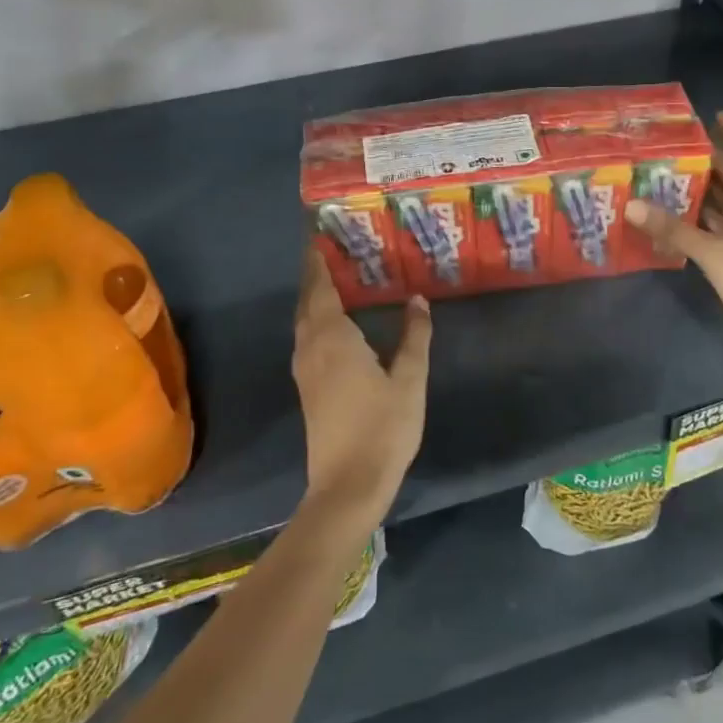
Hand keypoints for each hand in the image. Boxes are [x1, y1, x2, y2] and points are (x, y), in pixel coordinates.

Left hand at [291, 249, 431, 523]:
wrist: (348, 485)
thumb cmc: (383, 429)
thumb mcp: (409, 380)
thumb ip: (414, 336)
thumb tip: (417, 300)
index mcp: (333, 338)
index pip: (321, 289)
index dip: (319, 263)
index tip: (320, 237)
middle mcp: (311, 347)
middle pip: (308, 302)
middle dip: (315, 275)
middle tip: (331, 250)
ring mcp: (305, 369)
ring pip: (304, 322)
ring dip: (314, 298)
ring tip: (335, 278)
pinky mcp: (308, 388)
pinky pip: (307, 338)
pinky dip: (316, 319)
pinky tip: (336, 322)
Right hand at [625, 111, 722, 381]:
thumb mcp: (717, 255)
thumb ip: (675, 230)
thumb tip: (632, 205)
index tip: (715, 116)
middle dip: (712, 161)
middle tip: (676, 146)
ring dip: (702, 192)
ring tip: (666, 173)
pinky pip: (718, 229)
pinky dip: (699, 221)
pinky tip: (672, 214)